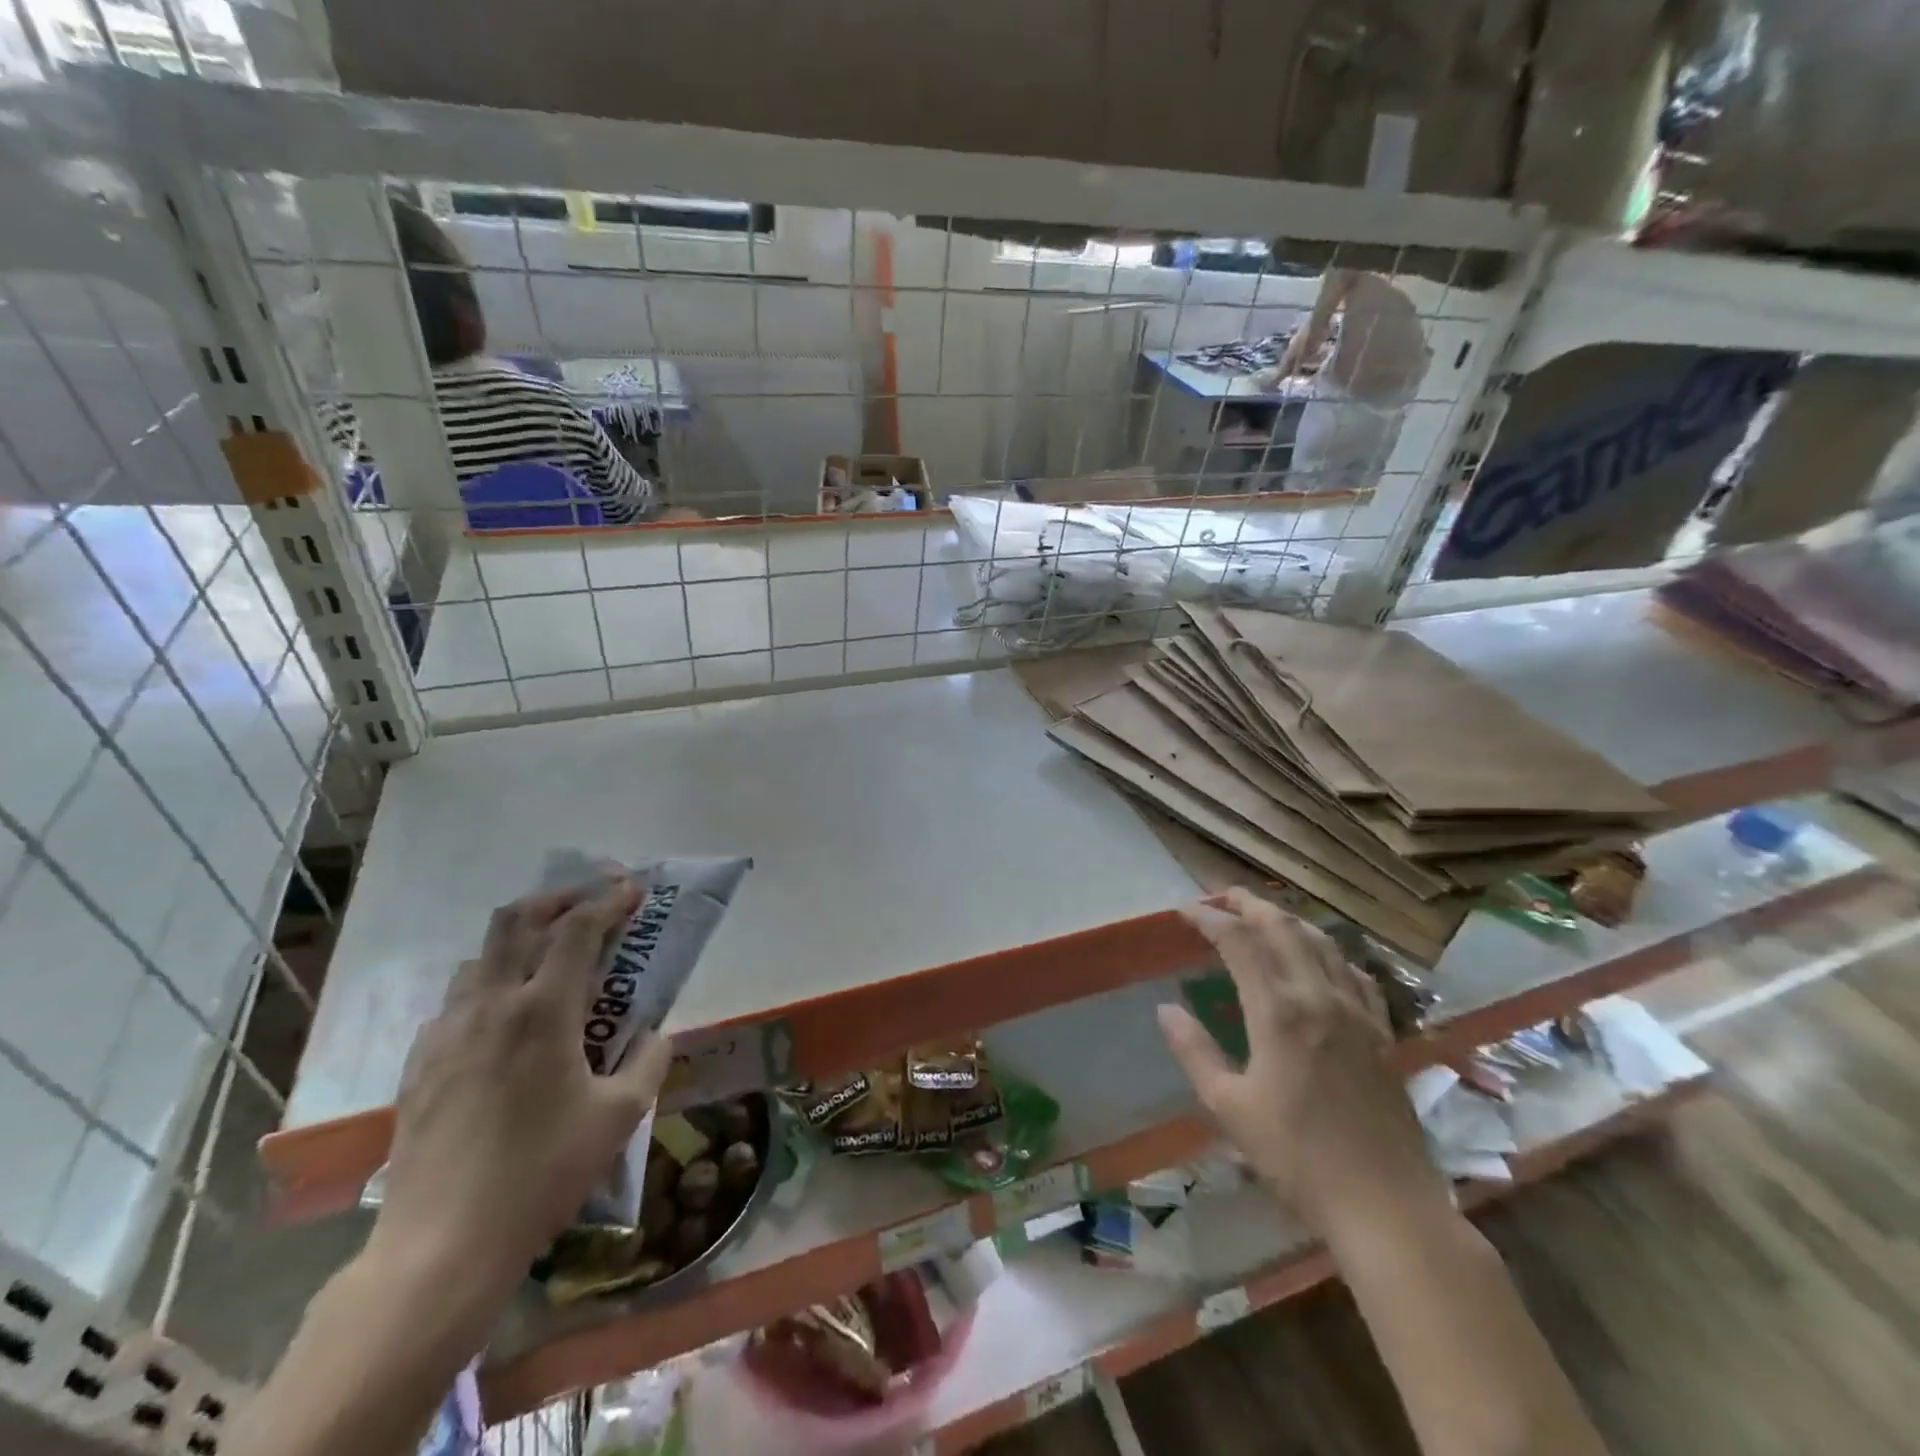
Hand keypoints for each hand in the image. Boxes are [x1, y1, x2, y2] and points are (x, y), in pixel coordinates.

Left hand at [367, 880, 670, 1321]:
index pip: (578, 928)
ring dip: (520, 943)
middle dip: (558, 898)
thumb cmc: (542, 1173)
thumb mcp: (620, 1116)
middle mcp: (491, 1005)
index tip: (634, 889)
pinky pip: (456, 1002)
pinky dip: (489, 988)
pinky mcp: (419, 1064)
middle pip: (516, 920)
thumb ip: (650, 1061)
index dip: (610, 900)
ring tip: (549, 963)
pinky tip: (505, 1024)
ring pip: (482, 957)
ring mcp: (446, 1033)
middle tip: (588, 904)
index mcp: (544, 1010)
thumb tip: (657, 1034)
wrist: (442, 1246)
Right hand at [1158, 890, 1440, 1232]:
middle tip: (1218, 895)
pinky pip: (1354, 973)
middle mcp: (1319, 996)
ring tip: (1261, 915)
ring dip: (1286, 919)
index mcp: (1279, 1011)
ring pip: (1321, 942)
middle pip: (1282, 927)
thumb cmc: (1297, 1159)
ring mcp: (1357, 1012)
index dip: (1208, 918)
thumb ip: (1194, 1051)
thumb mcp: (1229, 1107)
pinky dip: (1328, 952)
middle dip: (1247, 903)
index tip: (1183, 910)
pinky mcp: (1382, 1033)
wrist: (1386, 1206)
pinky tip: (1320, 959)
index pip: (1238, 941)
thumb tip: (1165, 1009)